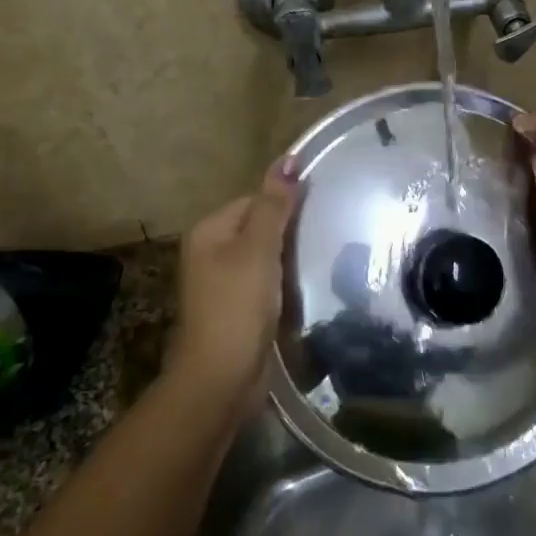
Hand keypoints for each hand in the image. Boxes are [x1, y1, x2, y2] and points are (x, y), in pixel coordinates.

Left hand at [168, 157, 299, 416]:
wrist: (222, 378)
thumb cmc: (238, 306)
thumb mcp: (259, 249)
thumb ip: (274, 204)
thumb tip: (288, 157)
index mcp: (209, 231)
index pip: (254, 199)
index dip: (286, 202)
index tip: (321, 209)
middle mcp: (210, 252)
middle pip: (259, 226)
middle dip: (290, 230)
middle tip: (327, 232)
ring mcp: (222, 283)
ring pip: (265, 256)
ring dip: (289, 257)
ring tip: (323, 256)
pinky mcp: (237, 308)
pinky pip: (265, 281)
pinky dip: (285, 281)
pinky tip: (307, 285)